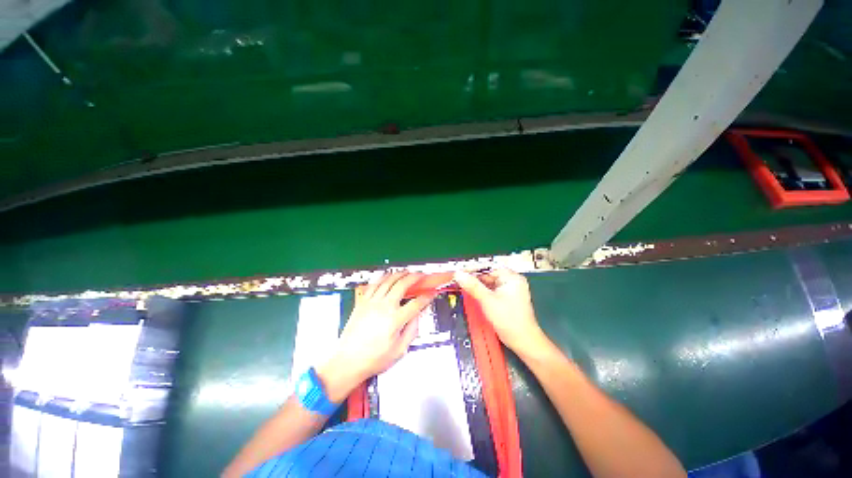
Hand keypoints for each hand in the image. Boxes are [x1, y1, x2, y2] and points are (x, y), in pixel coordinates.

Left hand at [316, 272, 433, 401]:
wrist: (347, 361)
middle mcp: (384, 307)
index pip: (416, 303)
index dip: (427, 297)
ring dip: (399, 274)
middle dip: (414, 277)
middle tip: (421, 275)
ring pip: (388, 280)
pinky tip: (387, 276)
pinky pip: (374, 284)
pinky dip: (383, 277)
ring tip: (407, 272)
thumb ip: (412, 330)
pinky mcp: (362, 302)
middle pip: (402, 285)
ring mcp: (371, 303)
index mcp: (395, 320)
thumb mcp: (399, 350)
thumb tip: (417, 316)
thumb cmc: (373, 359)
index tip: (432, 293)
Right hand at [454, 269, 546, 355]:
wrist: (523, 342)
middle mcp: (511, 281)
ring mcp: (509, 290)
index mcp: (511, 277)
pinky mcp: (506, 299)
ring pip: (489, 283)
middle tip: (458, 279)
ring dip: (477, 285)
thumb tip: (458, 274)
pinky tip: (471, 293)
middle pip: (488, 275)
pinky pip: (491, 291)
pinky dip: (482, 292)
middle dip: (474, 278)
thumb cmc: (508, 319)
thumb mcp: (487, 300)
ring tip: (462, 285)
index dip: (473, 269)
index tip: (459, 271)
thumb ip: (472, 286)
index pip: (489, 267)